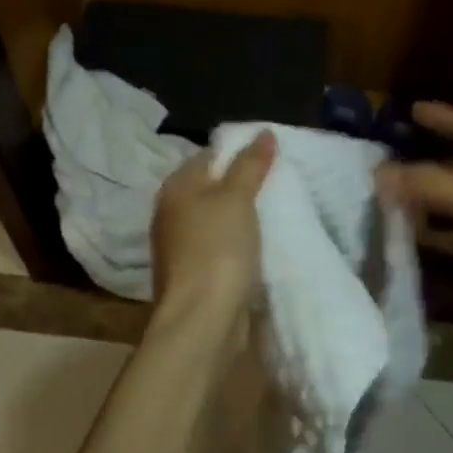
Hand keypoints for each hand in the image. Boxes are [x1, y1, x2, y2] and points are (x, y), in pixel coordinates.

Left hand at [151, 131, 276, 314]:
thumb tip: (263, 132)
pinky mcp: (195, 273)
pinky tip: (262, 245)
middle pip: (212, 187)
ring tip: (278, 211)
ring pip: (217, 219)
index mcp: (176, 188)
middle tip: (281, 183)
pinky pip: (221, 246)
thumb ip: (250, 165)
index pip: (209, 155)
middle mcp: (172, 213)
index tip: (273, 157)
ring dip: (242, 216)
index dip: (239, 152)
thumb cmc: (217, 249)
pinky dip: (239, 243)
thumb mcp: (237, 198)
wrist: (202, 319)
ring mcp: (181, 246)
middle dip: (243, 185)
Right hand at [376, 102, 452, 320]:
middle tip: (381, 167)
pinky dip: (436, 234)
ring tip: (385, 204)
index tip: (411, 110)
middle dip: (420, 162)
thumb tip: (378, 174)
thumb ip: (430, 185)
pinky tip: (411, 240)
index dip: (442, 115)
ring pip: (452, 201)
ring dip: (423, 201)